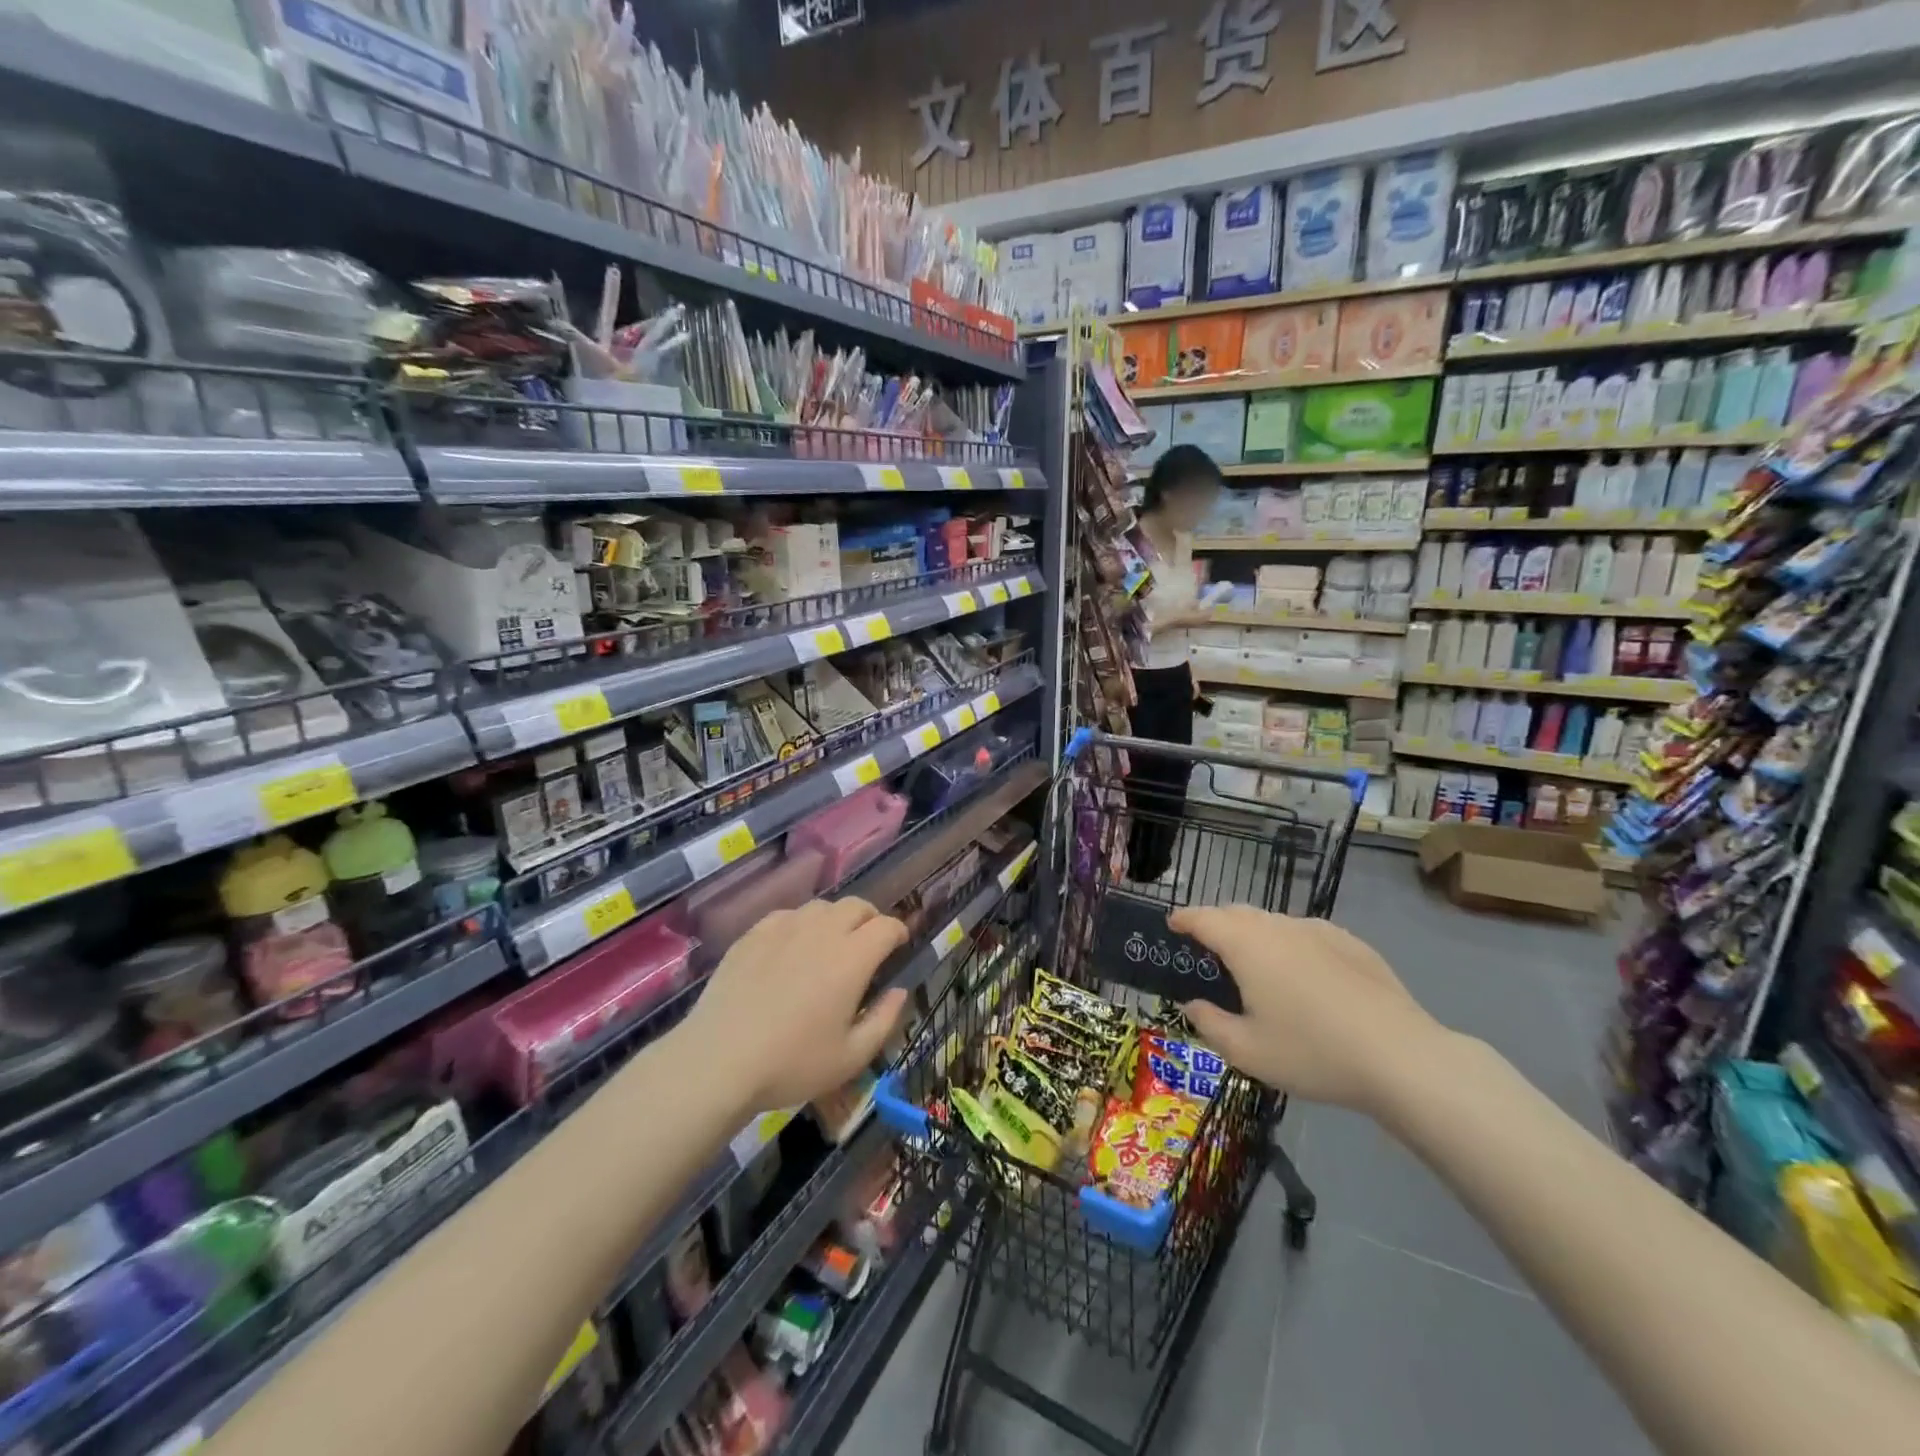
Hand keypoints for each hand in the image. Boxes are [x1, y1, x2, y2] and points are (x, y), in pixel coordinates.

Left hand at [683, 897, 909, 1113]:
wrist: (719, 1060)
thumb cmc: (792, 1063)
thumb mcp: (851, 1057)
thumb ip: (884, 1020)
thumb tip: (899, 991)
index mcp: (852, 958)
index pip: (887, 926)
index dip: (899, 932)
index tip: (899, 946)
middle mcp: (822, 932)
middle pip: (856, 905)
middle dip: (871, 918)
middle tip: (870, 942)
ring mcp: (784, 928)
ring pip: (821, 906)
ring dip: (836, 919)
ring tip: (831, 943)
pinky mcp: (753, 934)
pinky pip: (787, 915)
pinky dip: (800, 924)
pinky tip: (792, 948)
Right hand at [1168, 905, 1447, 1115]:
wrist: (1402, 1058)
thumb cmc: (1313, 1053)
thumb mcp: (1247, 1052)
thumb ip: (1210, 1024)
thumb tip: (1194, 1005)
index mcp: (1247, 945)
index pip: (1204, 918)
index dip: (1184, 919)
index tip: (1172, 925)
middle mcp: (1279, 927)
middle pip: (1238, 913)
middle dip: (1217, 924)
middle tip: (1209, 951)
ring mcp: (1319, 931)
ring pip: (1274, 922)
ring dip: (1255, 935)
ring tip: (1256, 967)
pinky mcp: (1352, 944)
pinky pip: (1307, 934)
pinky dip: (1291, 945)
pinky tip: (1304, 977)